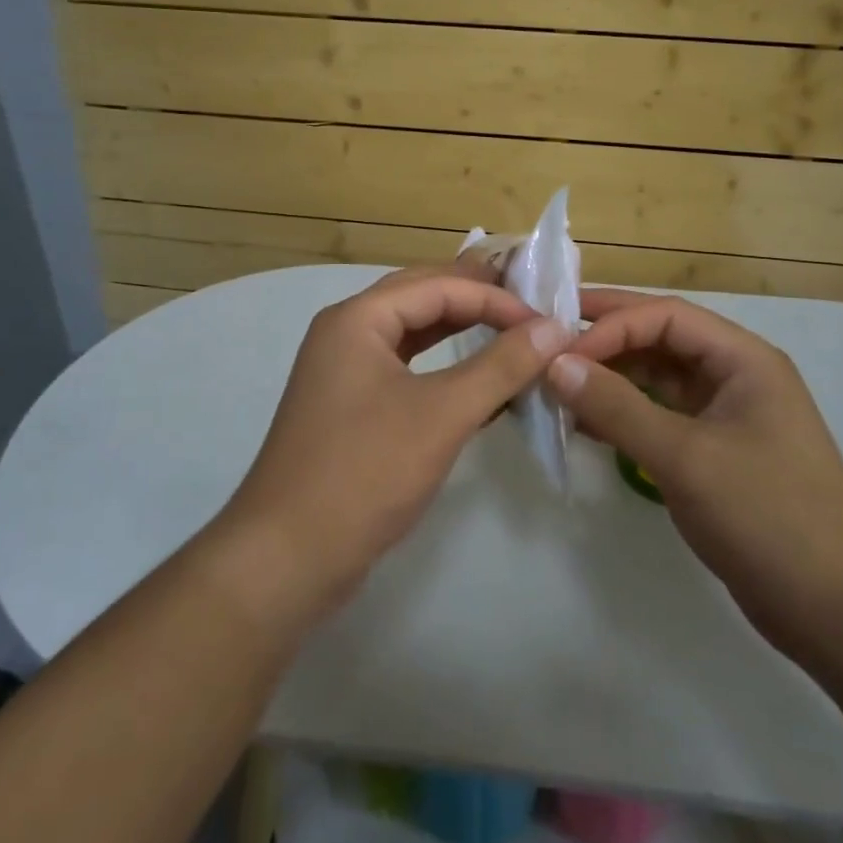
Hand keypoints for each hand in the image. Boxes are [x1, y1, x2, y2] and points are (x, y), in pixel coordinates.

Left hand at [220, 266, 573, 619]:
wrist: (288, 557)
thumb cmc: (365, 472)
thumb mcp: (442, 414)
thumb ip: (501, 366)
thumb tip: (554, 328)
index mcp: (358, 318)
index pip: (438, 286)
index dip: (495, 298)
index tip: (546, 323)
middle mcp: (346, 332)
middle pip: (421, 297)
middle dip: (476, 298)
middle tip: (530, 305)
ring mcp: (345, 371)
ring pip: (413, 334)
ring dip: (461, 330)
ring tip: (512, 332)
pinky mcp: (352, 407)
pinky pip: (406, 369)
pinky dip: (444, 367)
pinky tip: (480, 382)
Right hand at [545, 288, 842, 670]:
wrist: (839, 613)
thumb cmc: (769, 517)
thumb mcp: (686, 458)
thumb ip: (618, 407)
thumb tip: (555, 365)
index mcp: (743, 359)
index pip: (666, 316)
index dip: (612, 324)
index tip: (560, 350)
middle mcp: (734, 376)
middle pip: (660, 340)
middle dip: (605, 341)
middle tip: (546, 344)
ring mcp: (724, 416)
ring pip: (656, 379)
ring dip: (610, 379)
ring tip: (556, 387)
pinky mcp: (713, 454)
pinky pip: (659, 417)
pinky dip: (622, 415)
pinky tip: (584, 424)